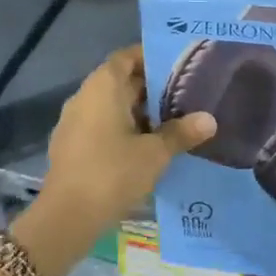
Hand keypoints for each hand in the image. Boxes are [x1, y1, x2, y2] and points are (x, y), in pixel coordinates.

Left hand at [41, 45, 216, 231]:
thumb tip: (209, 119)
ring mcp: (74, 122)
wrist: (66, 218)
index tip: (177, 65)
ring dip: (138, 111)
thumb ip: (181, 133)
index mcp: (103, 87)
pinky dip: (123, 129)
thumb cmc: (113, 173)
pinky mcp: (71, 146)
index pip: (127, 57)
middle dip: (151, 88)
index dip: (150, 57)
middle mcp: (85, 96)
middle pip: (120, 81)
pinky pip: (101, 125)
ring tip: (172, 121)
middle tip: (184, 94)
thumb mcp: (155, 153)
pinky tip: (146, 146)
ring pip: (111, 105)